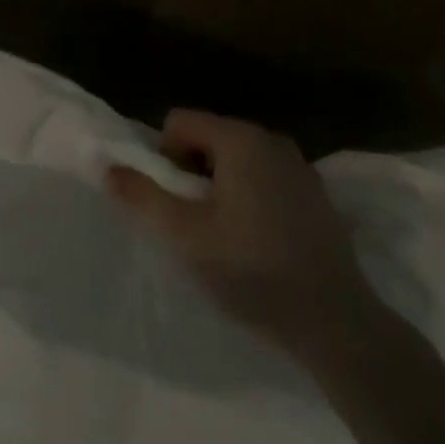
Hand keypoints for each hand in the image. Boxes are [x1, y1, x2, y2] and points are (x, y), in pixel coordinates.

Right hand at [106, 109, 370, 346]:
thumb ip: (142, 196)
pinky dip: (251, 196)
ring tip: (228, 234)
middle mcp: (271, 139)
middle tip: (199, 221)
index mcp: (239, 139)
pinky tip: (260, 241)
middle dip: (193, 171)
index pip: (179, 121)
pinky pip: (265, 177)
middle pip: (208, 136)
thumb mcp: (184, 235)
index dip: (165, 157)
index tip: (178, 202)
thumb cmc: (252, 271)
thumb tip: (109, 167)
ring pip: (237, 158)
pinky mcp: (316, 194)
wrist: (336, 322)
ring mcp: (299, 165)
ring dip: (221, 185)